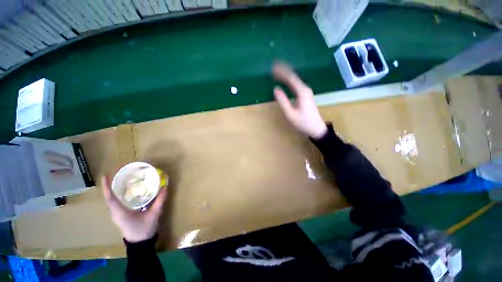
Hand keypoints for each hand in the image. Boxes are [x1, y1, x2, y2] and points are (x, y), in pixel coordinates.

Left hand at [102, 176, 167, 242]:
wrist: (140, 243)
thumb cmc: (144, 229)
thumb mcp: (154, 214)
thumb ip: (160, 200)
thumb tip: (165, 186)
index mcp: (120, 212)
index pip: (110, 198)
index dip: (107, 187)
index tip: (105, 175)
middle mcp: (115, 212)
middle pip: (110, 197)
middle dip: (112, 185)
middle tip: (119, 174)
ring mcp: (117, 214)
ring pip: (113, 200)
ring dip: (115, 190)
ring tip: (123, 180)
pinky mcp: (120, 215)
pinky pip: (117, 203)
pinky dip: (119, 195)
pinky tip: (128, 191)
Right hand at [272, 62, 326, 138]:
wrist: (316, 129)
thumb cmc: (303, 122)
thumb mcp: (291, 114)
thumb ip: (283, 101)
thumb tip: (275, 89)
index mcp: (302, 92)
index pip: (291, 78)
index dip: (282, 72)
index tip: (273, 68)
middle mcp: (305, 89)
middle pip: (293, 76)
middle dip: (284, 70)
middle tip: (274, 66)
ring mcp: (306, 92)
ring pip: (295, 80)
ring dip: (286, 75)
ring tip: (277, 71)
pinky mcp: (305, 95)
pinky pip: (296, 84)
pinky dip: (289, 81)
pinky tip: (285, 80)